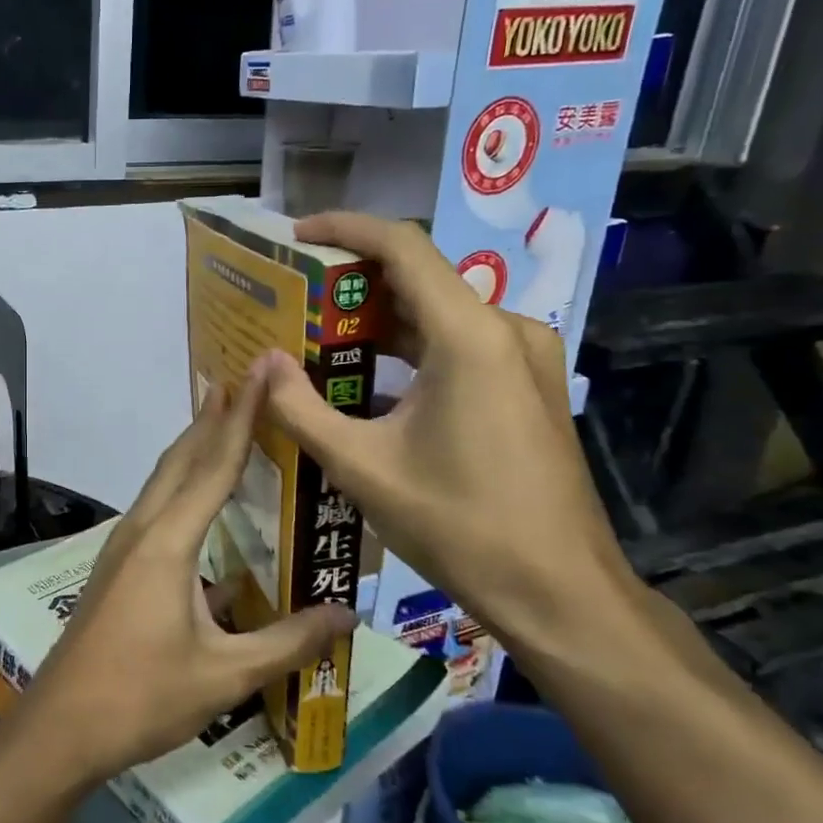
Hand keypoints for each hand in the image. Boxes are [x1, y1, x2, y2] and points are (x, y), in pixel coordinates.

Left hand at [21, 366, 356, 784]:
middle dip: (213, 418)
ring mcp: (122, 546)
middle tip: (243, 380)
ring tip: (222, 420)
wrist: (62, 725)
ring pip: (163, 481)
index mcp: (168, 542)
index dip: (242, 417)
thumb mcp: (226, 673)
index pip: (214, 465)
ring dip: (193, 447)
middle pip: (181, 459)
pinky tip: (200, 503)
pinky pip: (156, 508)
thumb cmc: (143, 696)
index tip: (260, 373)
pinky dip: (181, 485)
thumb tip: (349, 615)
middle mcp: (142, 530)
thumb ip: (288, 641)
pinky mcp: (117, 567)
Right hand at [257, 212, 635, 651]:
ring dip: (378, 322)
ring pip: (438, 316)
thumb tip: (262, 364)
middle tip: (293, 301)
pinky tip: (367, 382)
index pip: (403, 247)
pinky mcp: (528, 387)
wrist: (559, 593)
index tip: (297, 236)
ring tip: (318, 340)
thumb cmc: (459, 525)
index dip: (346, 229)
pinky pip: (459, 347)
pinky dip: (409, 352)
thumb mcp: (362, 467)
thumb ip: (301, 409)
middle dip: (353, 284)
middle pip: (420, 279)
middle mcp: (506, 330)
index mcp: (470, 337)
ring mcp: (525, 359)